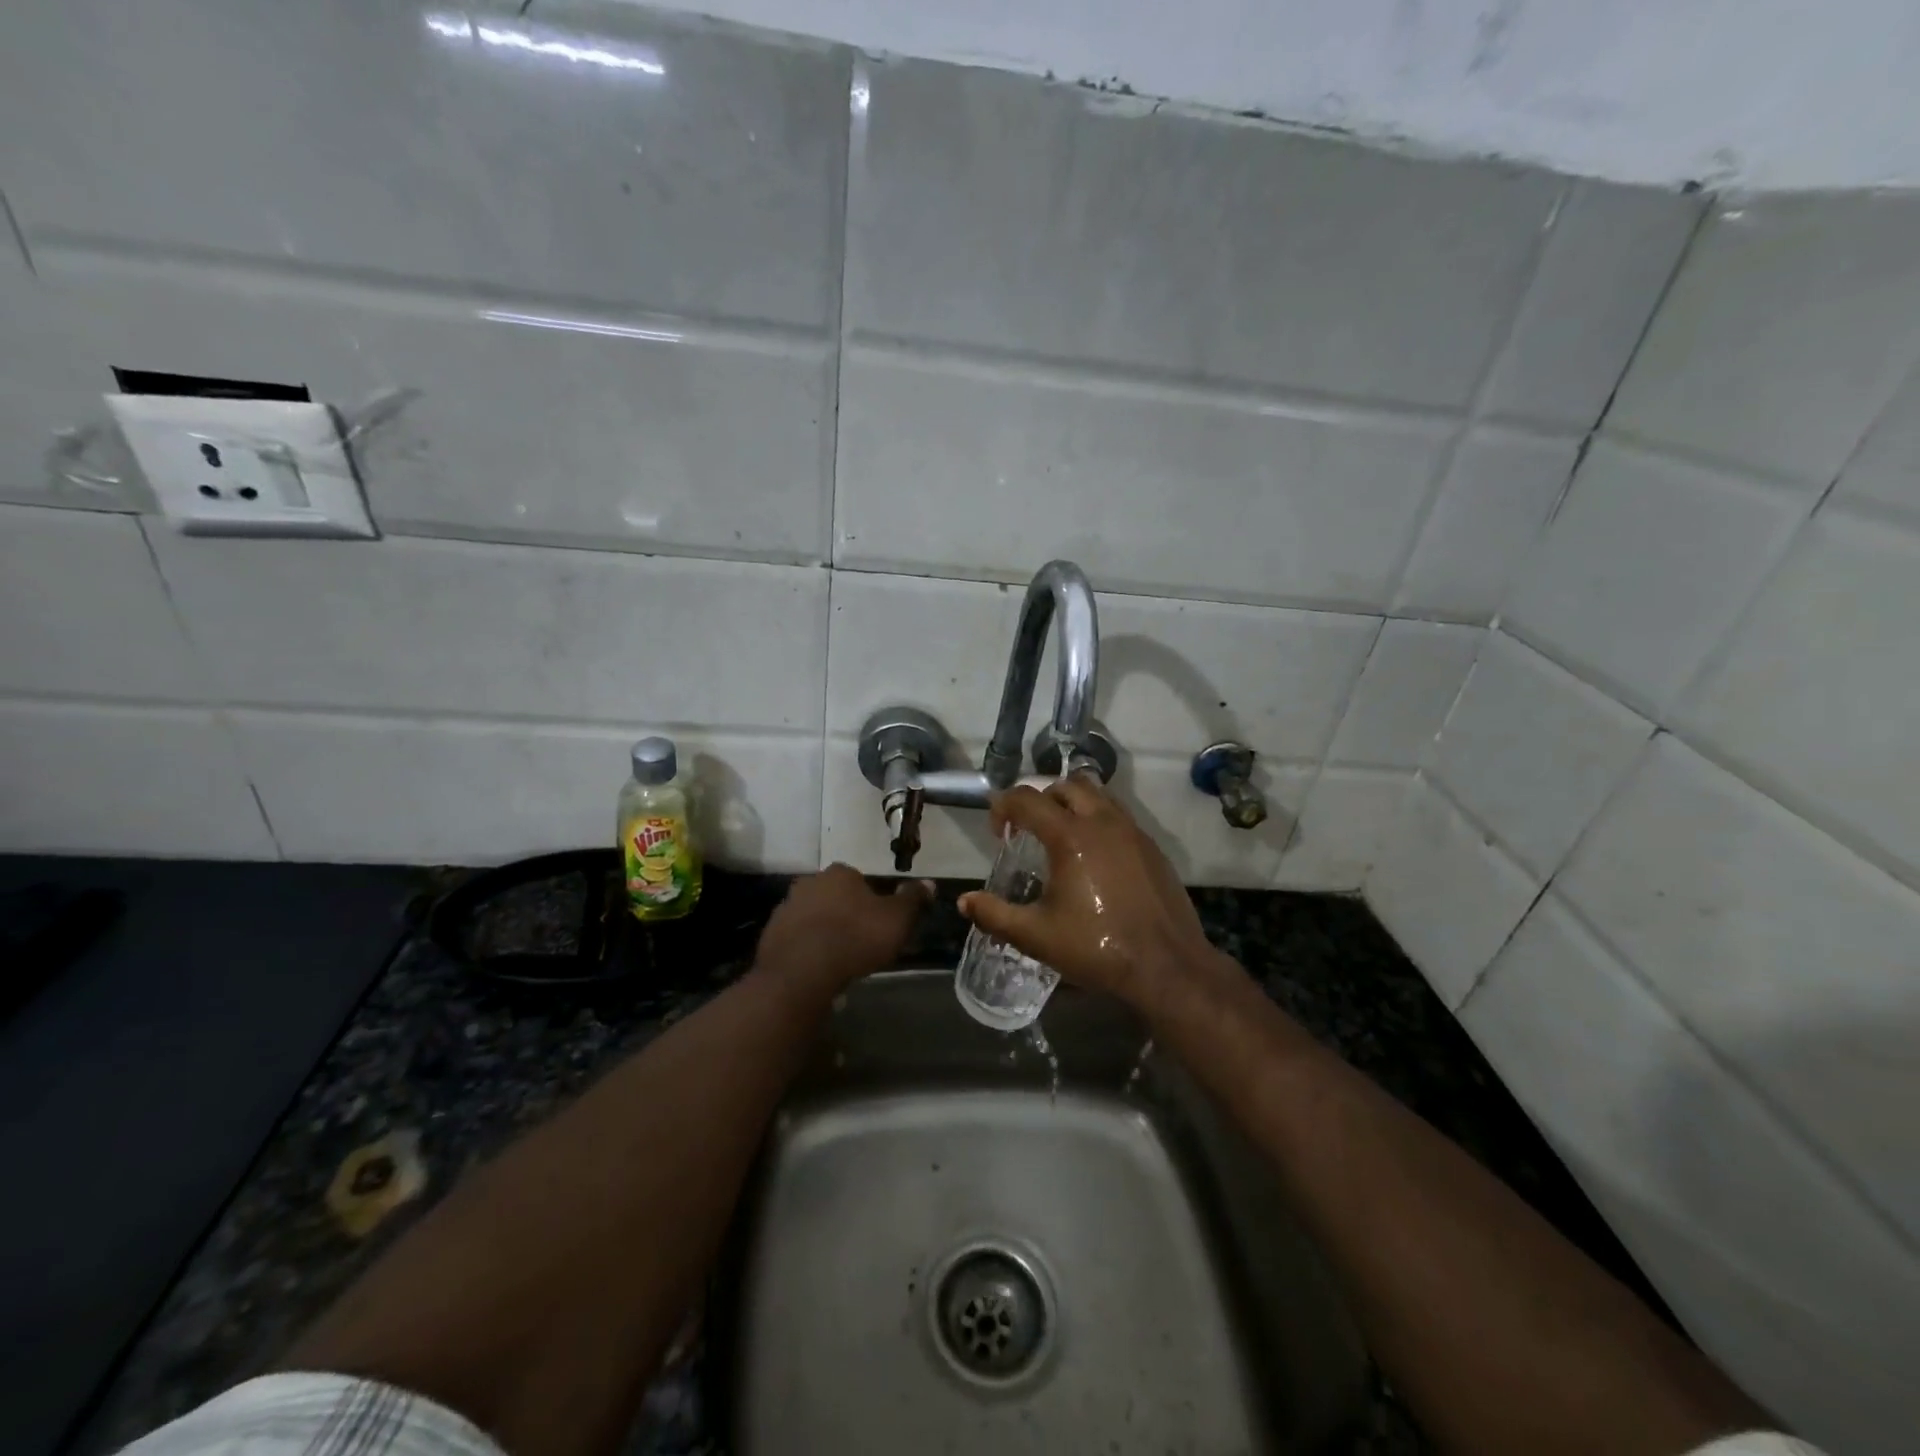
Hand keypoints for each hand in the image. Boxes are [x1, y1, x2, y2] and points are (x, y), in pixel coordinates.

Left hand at [754, 864, 931, 991]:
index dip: (871, 902)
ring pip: (813, 915)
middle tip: (859, 941)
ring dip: (823, 929)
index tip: (878, 924)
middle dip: (845, 913)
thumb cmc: (856, 938)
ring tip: (838, 957)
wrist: (802, 972)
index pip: (860, 881)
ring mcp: (786, 906)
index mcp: (841, 873)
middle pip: (834, 895)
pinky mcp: (771, 933)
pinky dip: (805, 947)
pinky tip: (816, 967)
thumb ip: (913, 899)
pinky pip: (795, 937)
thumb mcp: (898, 919)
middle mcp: (810, 882)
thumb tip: (929, 883)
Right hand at [958, 777, 1216, 1004]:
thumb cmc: (1097, 948)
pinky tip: (1094, 857)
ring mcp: (1132, 832)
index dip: (1004, 806)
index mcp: (1070, 837)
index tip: (998, 831)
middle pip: (1065, 786)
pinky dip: (1098, 820)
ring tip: (1061, 836)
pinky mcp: (1152, 847)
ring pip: (1097, 795)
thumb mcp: (1036, 936)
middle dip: (1040, 799)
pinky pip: (1118, 816)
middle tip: (1028, 830)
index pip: (1027, 799)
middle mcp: (1102, 822)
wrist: (1167, 966)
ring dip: (1072, 804)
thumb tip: (964, 902)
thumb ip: (995, 915)